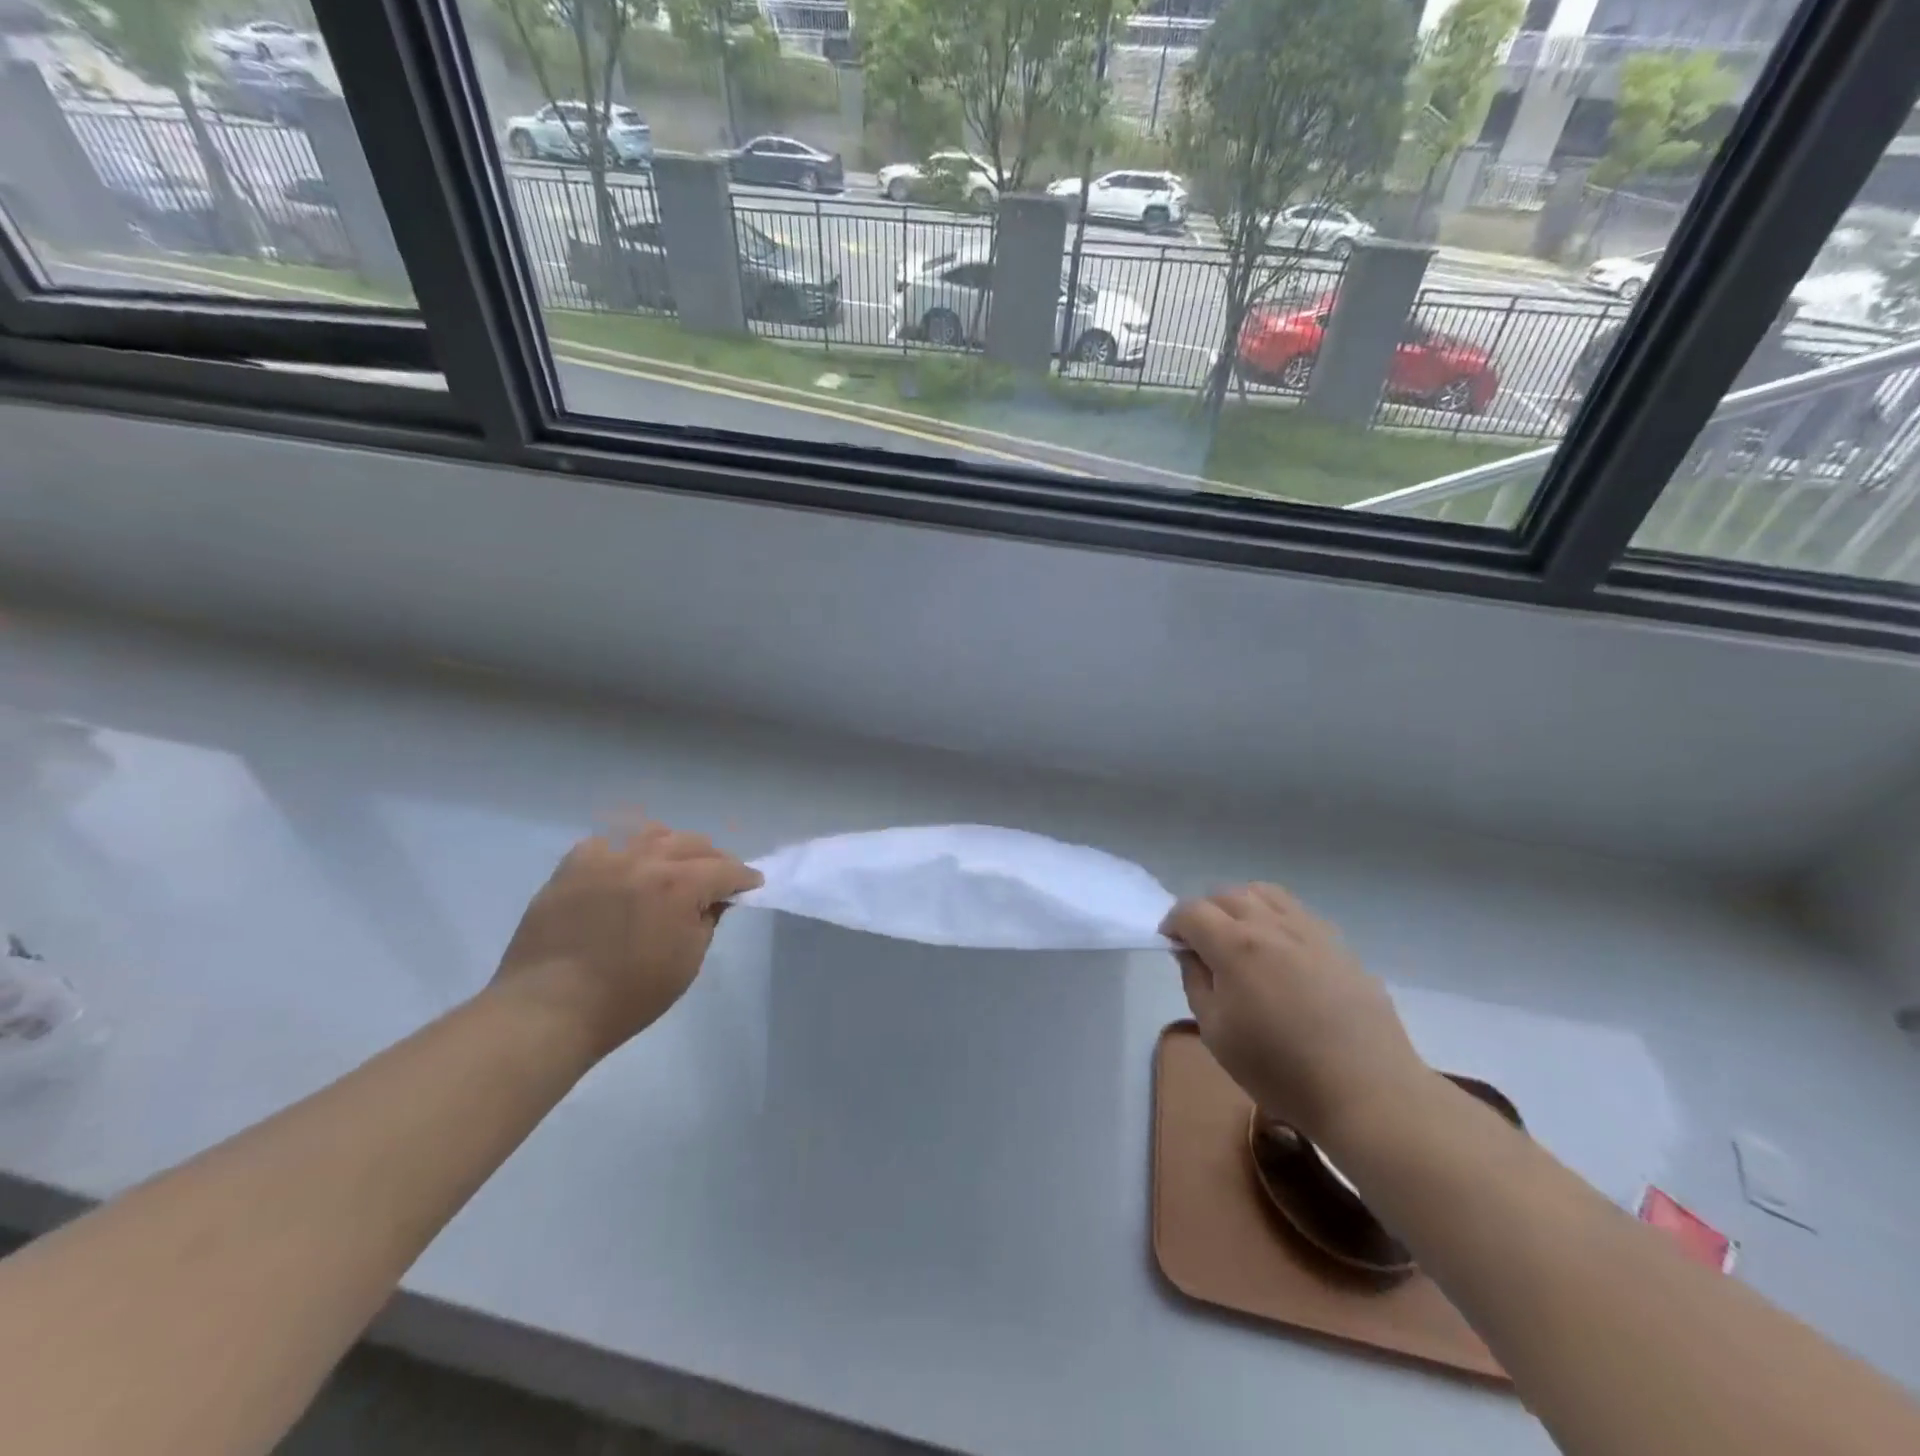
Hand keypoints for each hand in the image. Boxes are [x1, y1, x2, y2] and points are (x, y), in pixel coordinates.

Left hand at [492, 823, 761, 1058]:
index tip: (752, 884)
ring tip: (673, 866)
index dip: (744, 877)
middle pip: (692, 843)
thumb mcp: (687, 963)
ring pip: (652, 834)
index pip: (725, 869)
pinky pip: (607, 843)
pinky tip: (626, 869)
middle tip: (718, 878)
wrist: (548, 1009)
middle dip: (713, 858)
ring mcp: (605, 859)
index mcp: (680, 885)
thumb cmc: (628, 996)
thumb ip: (707, 921)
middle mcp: (646, 860)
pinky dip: (625, 851)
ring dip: (672, 847)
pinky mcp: (572, 867)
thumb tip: (713, 899)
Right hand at [1162, 884, 1426, 1144]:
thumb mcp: (1216, 1032)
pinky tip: (1280, 953)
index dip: (1173, 923)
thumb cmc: (1279, 1068)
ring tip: (1240, 938)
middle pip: (1227, 894)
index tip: (1171, 944)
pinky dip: (1276, 919)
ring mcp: (1310, 931)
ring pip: (1265, 894)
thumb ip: (1196, 982)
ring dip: (1242, 906)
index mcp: (1235, 944)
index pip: (1191, 911)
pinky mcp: (1340, 946)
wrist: (1366, 1091)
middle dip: (1205, 911)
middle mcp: (1271, 925)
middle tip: (1202, 944)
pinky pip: (1298, 913)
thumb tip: (1190, 952)